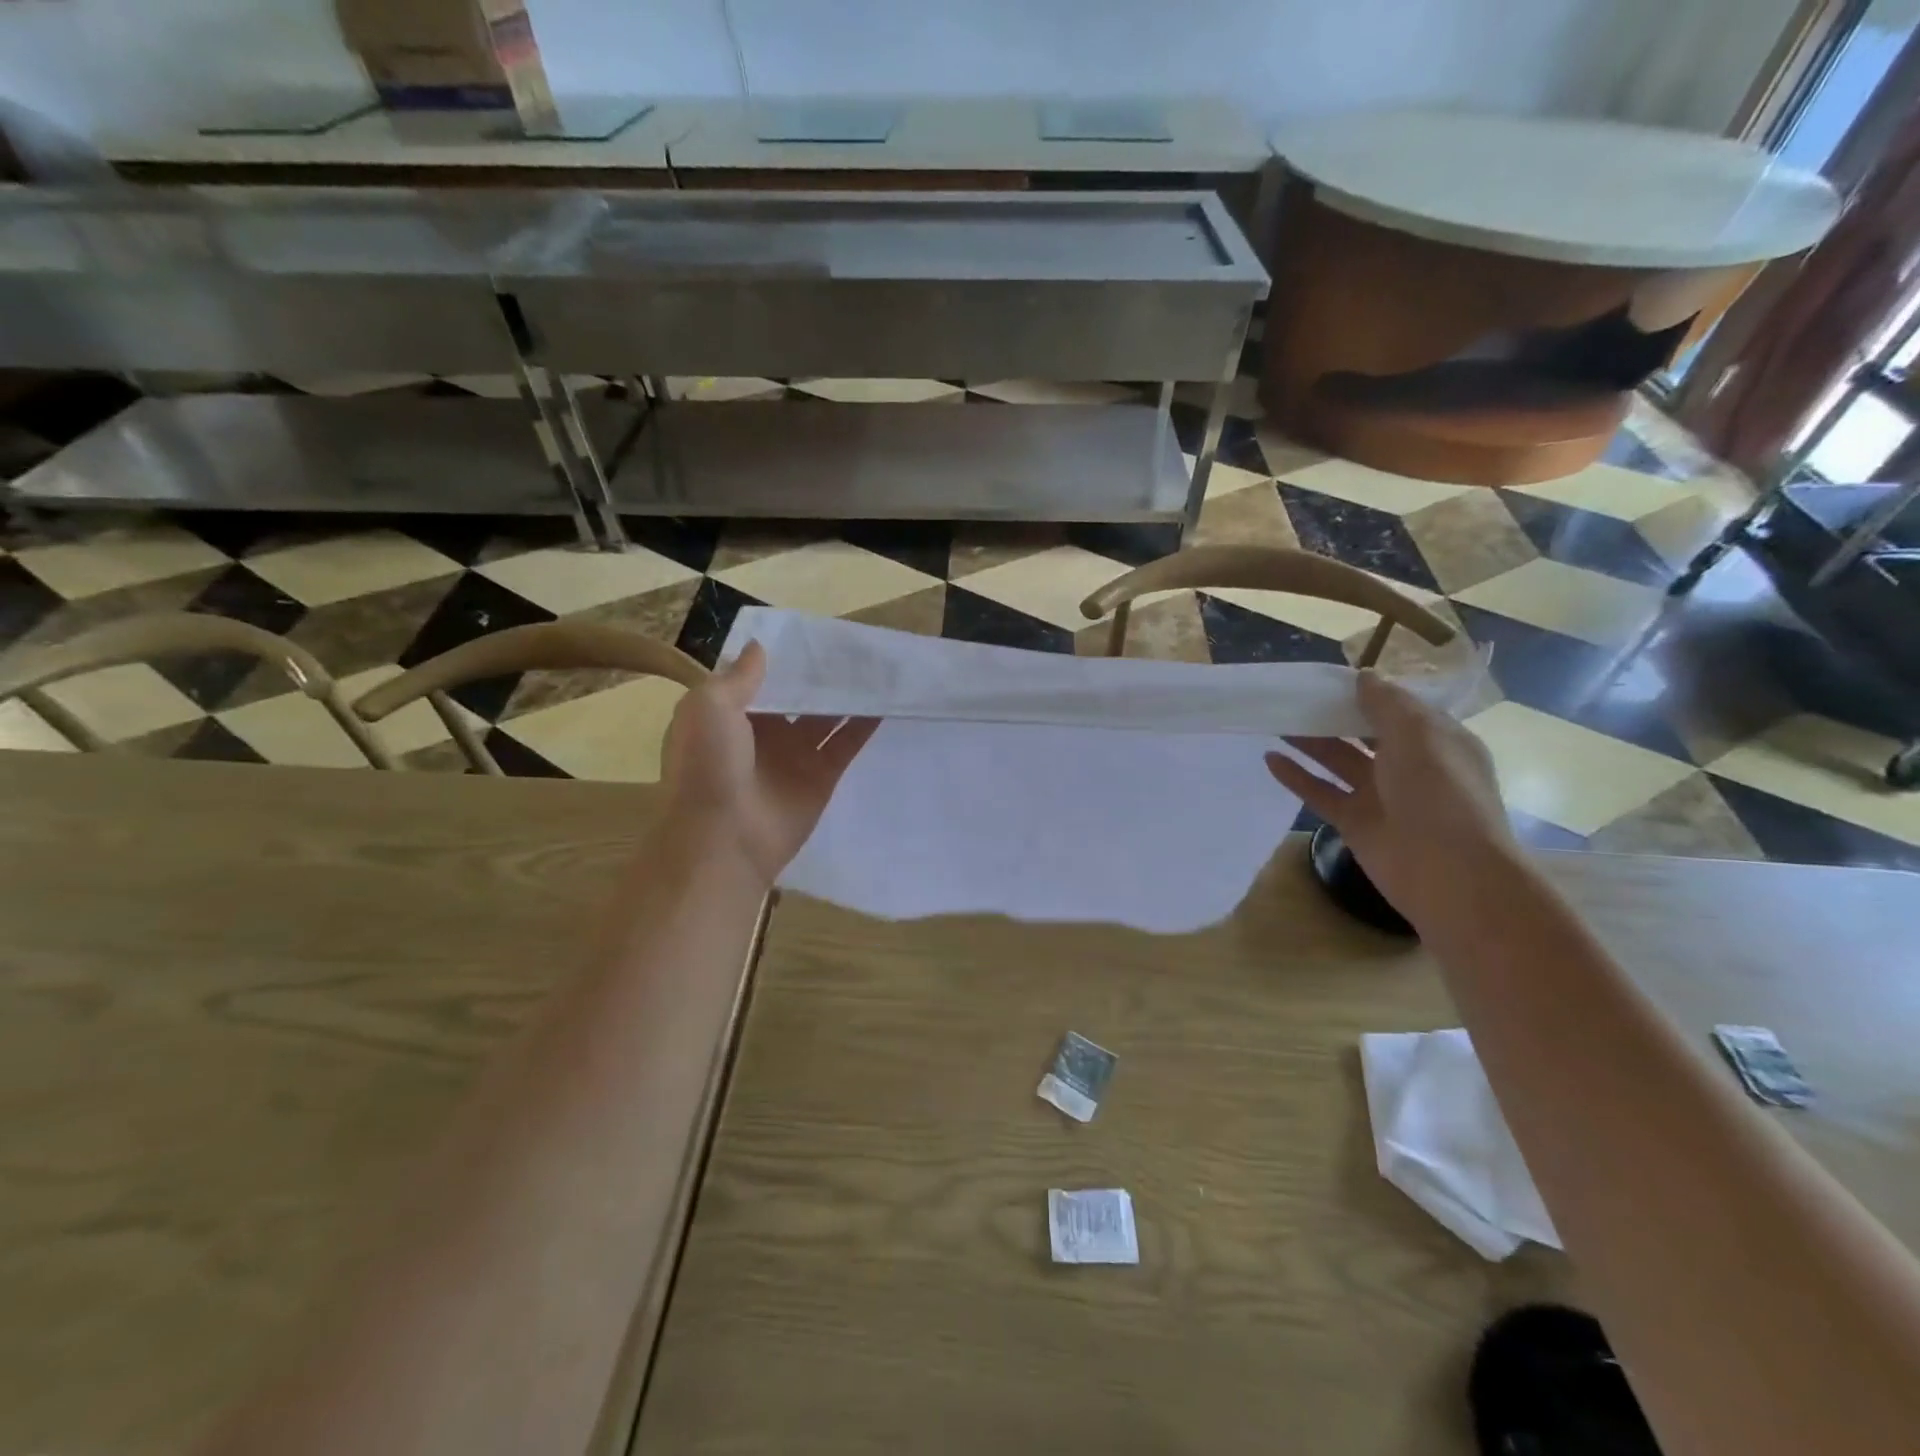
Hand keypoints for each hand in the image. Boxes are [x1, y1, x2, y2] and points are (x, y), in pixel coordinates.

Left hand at [660, 642, 877, 886]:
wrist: (723, 838)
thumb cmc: (707, 766)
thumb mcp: (709, 707)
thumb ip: (739, 677)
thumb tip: (759, 647)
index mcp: (728, 715)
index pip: (758, 680)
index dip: (781, 658)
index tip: (808, 633)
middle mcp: (762, 733)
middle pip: (796, 697)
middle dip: (818, 675)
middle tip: (849, 644)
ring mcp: (794, 756)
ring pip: (825, 717)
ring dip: (845, 695)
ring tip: (874, 666)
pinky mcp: (821, 777)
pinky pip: (846, 744)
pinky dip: (864, 724)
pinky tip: (885, 700)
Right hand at [1264, 671, 1515, 927]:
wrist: (1448, 872)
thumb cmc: (1440, 792)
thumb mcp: (1419, 734)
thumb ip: (1387, 704)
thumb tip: (1364, 677)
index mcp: (1436, 741)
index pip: (1398, 709)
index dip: (1366, 692)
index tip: (1329, 678)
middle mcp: (1409, 765)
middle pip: (1364, 732)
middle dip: (1332, 715)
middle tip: (1293, 697)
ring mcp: (1380, 795)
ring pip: (1339, 760)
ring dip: (1309, 741)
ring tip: (1274, 720)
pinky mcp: (1354, 822)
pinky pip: (1321, 792)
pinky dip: (1296, 776)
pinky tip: (1270, 759)